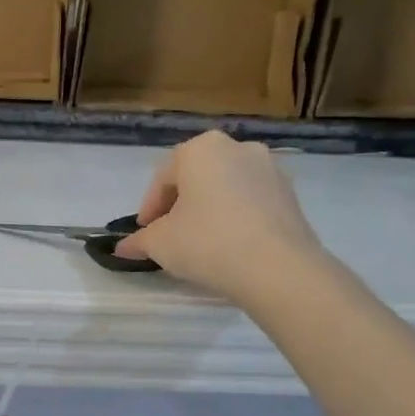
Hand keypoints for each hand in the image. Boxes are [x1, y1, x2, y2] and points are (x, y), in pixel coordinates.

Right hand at [115, 130, 321, 300]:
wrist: (277, 268)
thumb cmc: (207, 243)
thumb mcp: (160, 243)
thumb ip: (139, 241)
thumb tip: (123, 247)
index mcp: (201, 149)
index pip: (163, 178)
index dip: (150, 208)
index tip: (145, 233)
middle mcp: (237, 147)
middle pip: (197, 177)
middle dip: (180, 204)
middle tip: (170, 235)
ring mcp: (270, 168)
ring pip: (226, 187)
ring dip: (209, 209)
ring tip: (201, 242)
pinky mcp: (291, 194)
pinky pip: (251, 201)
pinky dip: (236, 217)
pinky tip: (230, 245)